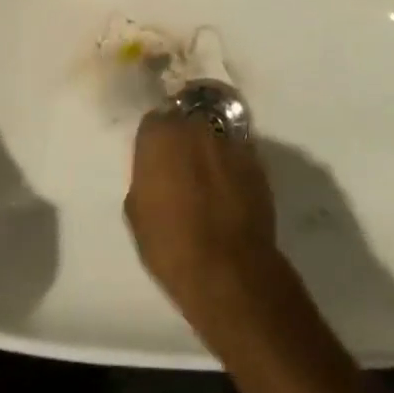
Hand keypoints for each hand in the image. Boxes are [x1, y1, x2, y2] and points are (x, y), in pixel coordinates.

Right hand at [125, 108, 285, 340]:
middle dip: (182, 141)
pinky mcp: (257, 163)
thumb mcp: (136, 212)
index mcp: (161, 135)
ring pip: (214, 139)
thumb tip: (156, 172)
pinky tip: (230, 195)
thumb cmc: (170, 244)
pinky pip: (237, 158)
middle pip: (186, 124)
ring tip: (208, 184)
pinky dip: (232, 170)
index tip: (154, 161)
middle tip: (180, 170)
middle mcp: (197, 128)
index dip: (153, 141)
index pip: (153, 121)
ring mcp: (231, 143)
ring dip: (209, 154)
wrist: (228, 270)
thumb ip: (145, 177)